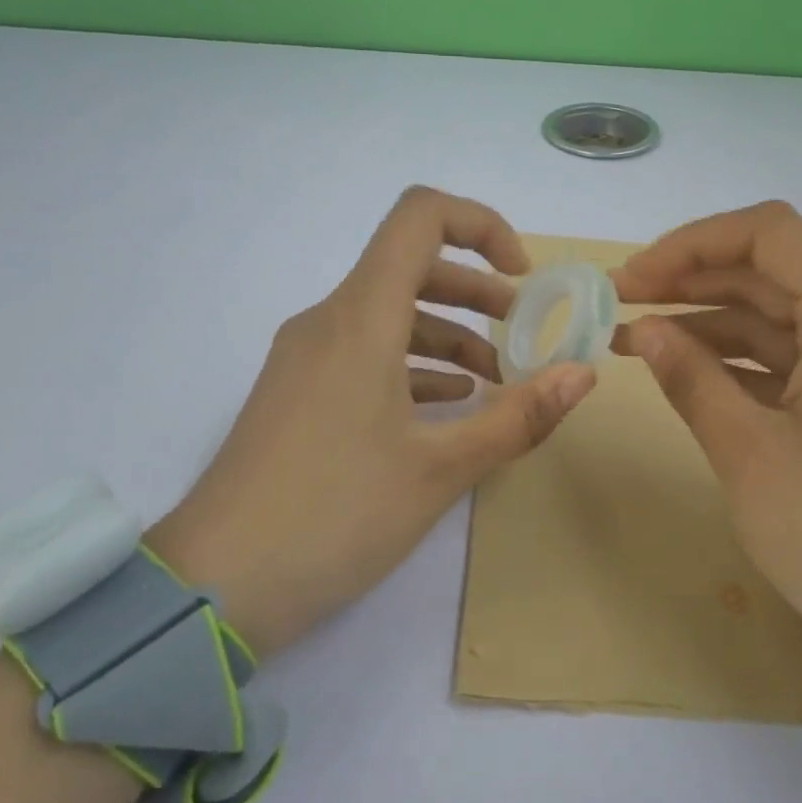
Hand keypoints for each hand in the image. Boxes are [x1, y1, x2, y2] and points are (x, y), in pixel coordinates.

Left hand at [148, 187, 595, 655]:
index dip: (480, 225)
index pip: (420, 217)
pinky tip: (444, 407)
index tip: (520, 275)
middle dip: (476, 291)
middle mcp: (328, 322)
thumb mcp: (440, 469)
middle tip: (522, 332)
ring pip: (388, 316)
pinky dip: (411, 365)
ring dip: (447, 334)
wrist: (217, 585)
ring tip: (494, 382)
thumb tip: (583, 374)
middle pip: (409, 267)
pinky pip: (363, 355)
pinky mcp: (296, 394)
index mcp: (360, 318)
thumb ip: (518, 417)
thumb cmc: (336, 514)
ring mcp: (305, 359)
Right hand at [612, 201, 801, 694]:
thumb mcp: (749, 453)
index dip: (692, 244)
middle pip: (772, 272)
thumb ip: (691, 379)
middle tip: (621, 303)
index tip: (633, 279)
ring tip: (636, 339)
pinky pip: (794, 358)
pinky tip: (687, 372)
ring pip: (779, 316)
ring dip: (709, 322)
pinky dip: (739, 360)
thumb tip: (644, 332)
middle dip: (691, 280)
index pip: (770, 235)